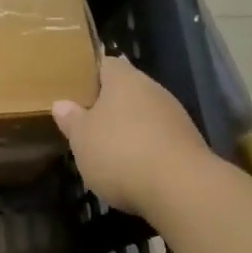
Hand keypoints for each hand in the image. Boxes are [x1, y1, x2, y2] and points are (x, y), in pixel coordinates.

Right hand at [52, 56, 213, 218]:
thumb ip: (71, 119)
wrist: (182, 189)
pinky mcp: (190, 143)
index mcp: (123, 78)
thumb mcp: (82, 138)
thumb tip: (61, 104)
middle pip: (127, 89)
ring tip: (109, 150)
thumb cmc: (121, 152)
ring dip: (130, 128)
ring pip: (145, 114)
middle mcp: (152, 88)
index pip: (105, 64)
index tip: (75, 90)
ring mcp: (175, 115)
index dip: (90, 75)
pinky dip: (148, 149)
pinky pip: (161, 138)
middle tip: (88, 123)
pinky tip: (136, 170)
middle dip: (110, 105)